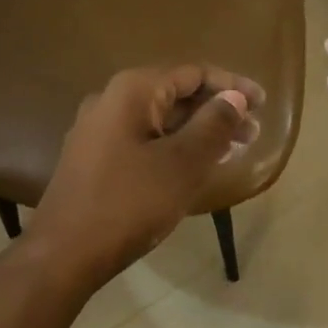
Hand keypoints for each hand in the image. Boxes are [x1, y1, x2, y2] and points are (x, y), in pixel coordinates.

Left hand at [27, 64, 262, 286]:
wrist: (63, 254)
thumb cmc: (129, 203)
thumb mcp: (183, 163)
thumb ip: (214, 124)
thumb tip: (235, 97)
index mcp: (133, 91)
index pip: (193, 73)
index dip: (232, 85)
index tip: (263, 104)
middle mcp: (112, 100)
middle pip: (176, 94)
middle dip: (218, 110)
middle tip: (253, 134)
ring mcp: (100, 129)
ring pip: (161, 119)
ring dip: (199, 130)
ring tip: (234, 149)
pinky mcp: (96, 157)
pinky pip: (145, 139)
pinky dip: (176, 146)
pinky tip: (198, 165)